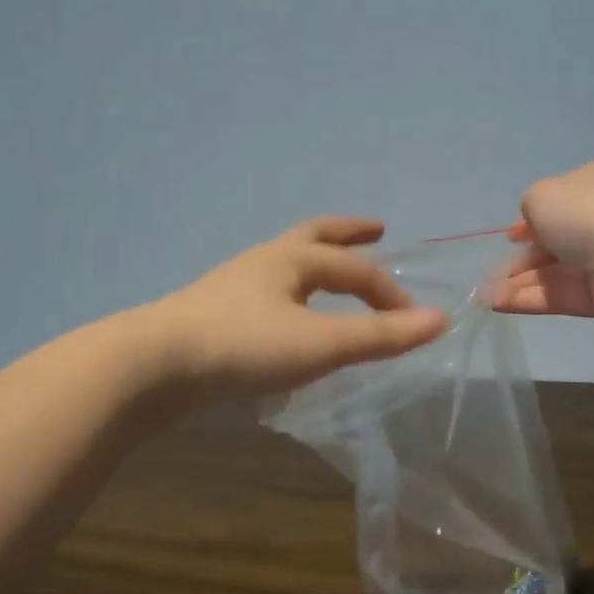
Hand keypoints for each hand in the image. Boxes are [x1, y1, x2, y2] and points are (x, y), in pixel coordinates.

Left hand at [151, 217, 447, 397]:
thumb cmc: (242, 346)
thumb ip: (379, 336)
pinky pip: (268, 291)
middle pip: (316, 237)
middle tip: (376, 228)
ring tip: (333, 274)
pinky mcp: (216, 312)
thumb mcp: (319, 344)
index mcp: (293, 259)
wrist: (152, 365)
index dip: (390, 294)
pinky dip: (293, 292)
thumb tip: (441, 321)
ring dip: (318, 263)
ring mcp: (237, 285)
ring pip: (288, 264)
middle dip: (350, 234)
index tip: (414, 323)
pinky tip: (288, 317)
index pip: (357, 269)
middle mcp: (266, 261)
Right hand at [490, 156, 593, 341]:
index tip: (509, 237)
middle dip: (522, 256)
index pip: (561, 197)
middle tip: (492, 274)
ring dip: (520, 281)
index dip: (531, 218)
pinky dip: (532, 298)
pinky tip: (500, 305)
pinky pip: (564, 294)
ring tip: (486, 296)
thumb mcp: (542, 194)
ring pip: (557, 269)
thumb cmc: (589, 214)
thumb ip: (530, 207)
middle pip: (557, 237)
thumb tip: (535, 228)